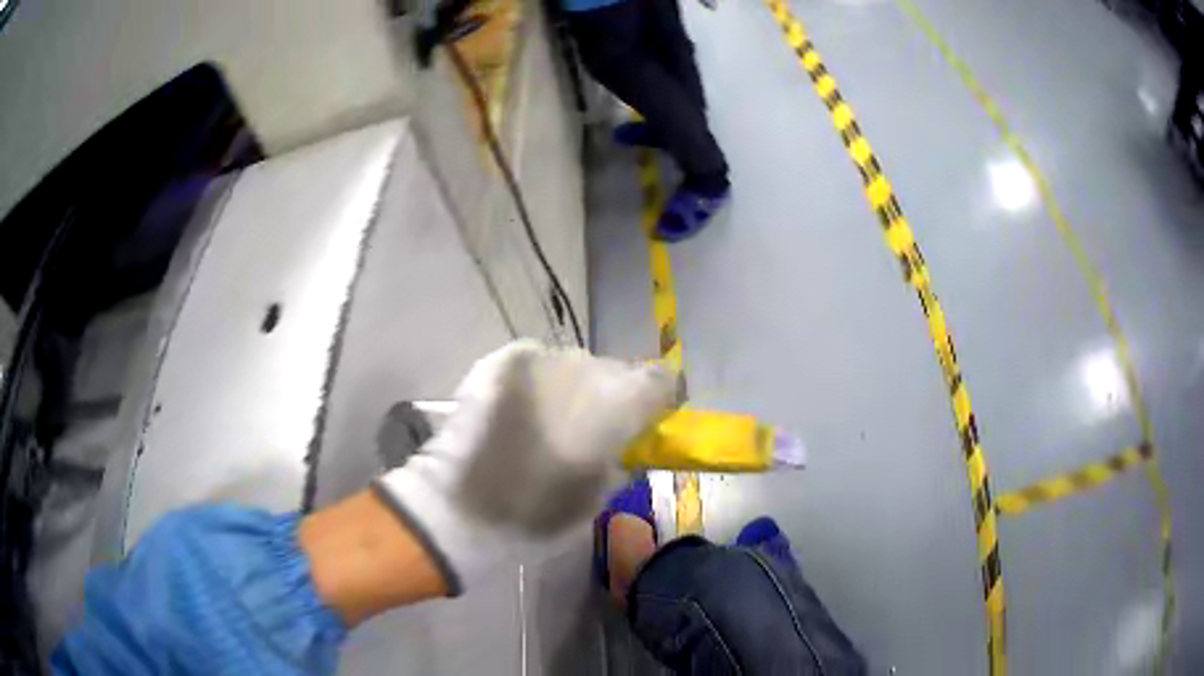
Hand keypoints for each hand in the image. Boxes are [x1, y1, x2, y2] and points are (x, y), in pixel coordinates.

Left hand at [372, 340, 675, 594]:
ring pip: (576, 365)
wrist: (461, 504)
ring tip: (551, 419)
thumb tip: (626, 446)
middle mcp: (586, 368)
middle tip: (595, 427)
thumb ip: (621, 462)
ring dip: (573, 388)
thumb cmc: (537, 514)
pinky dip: (539, 382)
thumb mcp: (597, 498)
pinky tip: (521, 409)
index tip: (651, 418)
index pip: (663, 380)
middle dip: (612, 396)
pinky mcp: (505, 359)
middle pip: (616, 371)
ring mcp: (543, 358)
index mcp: (618, 404)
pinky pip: (538, 363)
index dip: (662, 398)